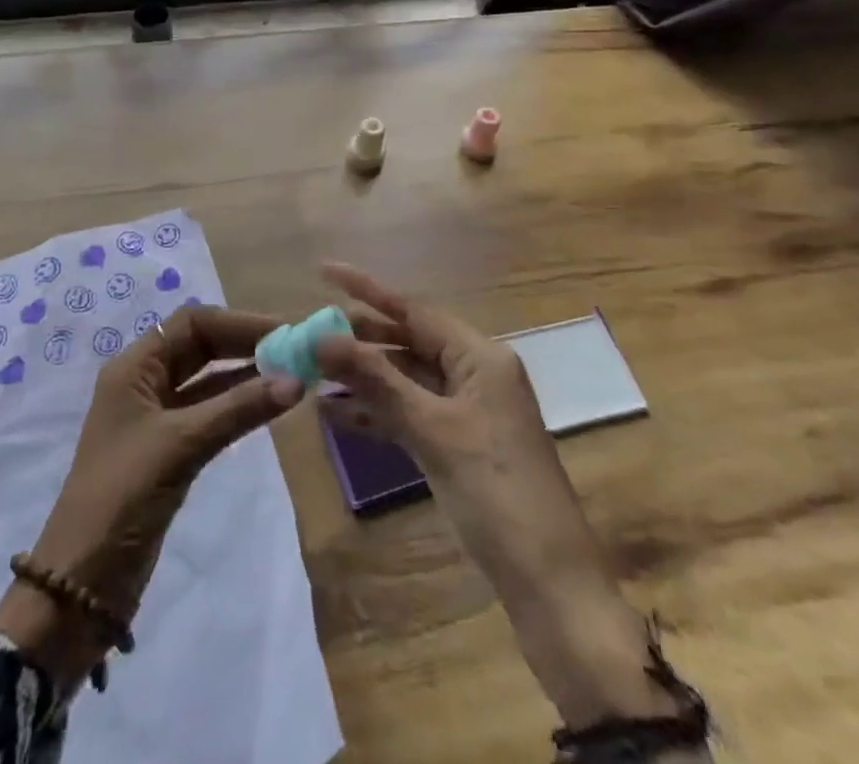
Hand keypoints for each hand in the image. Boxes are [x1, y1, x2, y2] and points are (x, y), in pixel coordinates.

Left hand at [0, 305, 302, 683]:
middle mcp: (144, 382)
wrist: (81, 585)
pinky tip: (270, 404)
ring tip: (293, 372)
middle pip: (200, 346)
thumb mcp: (180, 445)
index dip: (238, 322)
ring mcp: (156, 417)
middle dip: (245, 344)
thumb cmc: (122, 497)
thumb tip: (296, 379)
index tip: (284, 330)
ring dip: (246, 374)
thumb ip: (237, 409)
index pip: (192, 323)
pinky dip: (238, 405)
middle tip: (296, 349)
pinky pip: (209, 411)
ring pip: (207, 380)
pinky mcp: (169, 450)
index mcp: (134, 367)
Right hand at [314, 264, 682, 730]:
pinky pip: (411, 414)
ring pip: (406, 380)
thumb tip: (322, 338)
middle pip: (408, 342)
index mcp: (480, 357)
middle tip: (307, 333)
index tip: (323, 271)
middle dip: (359, 339)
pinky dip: (378, 413)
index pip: (413, 309)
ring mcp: (468, 412)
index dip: (366, 289)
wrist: (551, 587)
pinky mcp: (460, 446)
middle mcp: (475, 373)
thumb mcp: (432, 430)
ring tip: (313, 373)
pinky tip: (337, 415)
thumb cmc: (496, 493)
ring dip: (363, 378)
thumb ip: (376, 380)